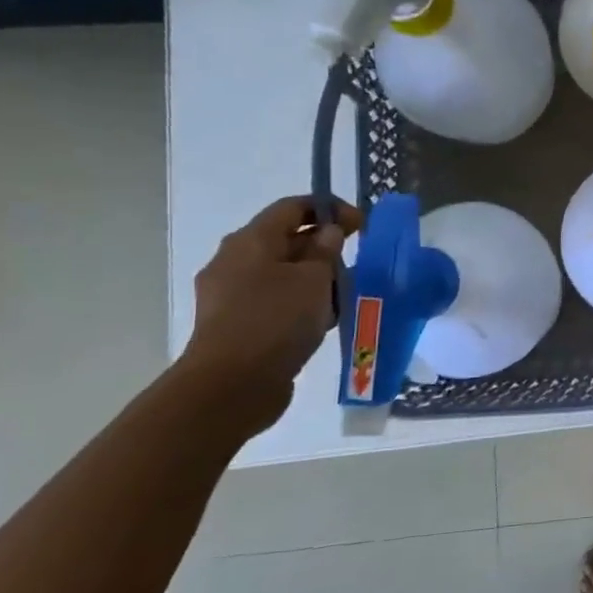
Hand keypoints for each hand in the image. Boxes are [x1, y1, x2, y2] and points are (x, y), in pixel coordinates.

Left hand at [180, 196, 362, 426]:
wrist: (231, 385)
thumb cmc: (276, 320)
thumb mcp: (315, 279)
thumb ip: (326, 250)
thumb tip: (328, 232)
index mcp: (251, 241)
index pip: (292, 207)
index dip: (330, 209)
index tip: (361, 224)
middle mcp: (234, 260)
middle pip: (285, 239)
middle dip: (323, 246)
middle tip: (355, 262)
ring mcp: (231, 294)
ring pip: (281, 272)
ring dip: (314, 278)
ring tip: (344, 295)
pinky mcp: (235, 323)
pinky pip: (274, 300)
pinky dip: (300, 302)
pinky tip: (322, 320)